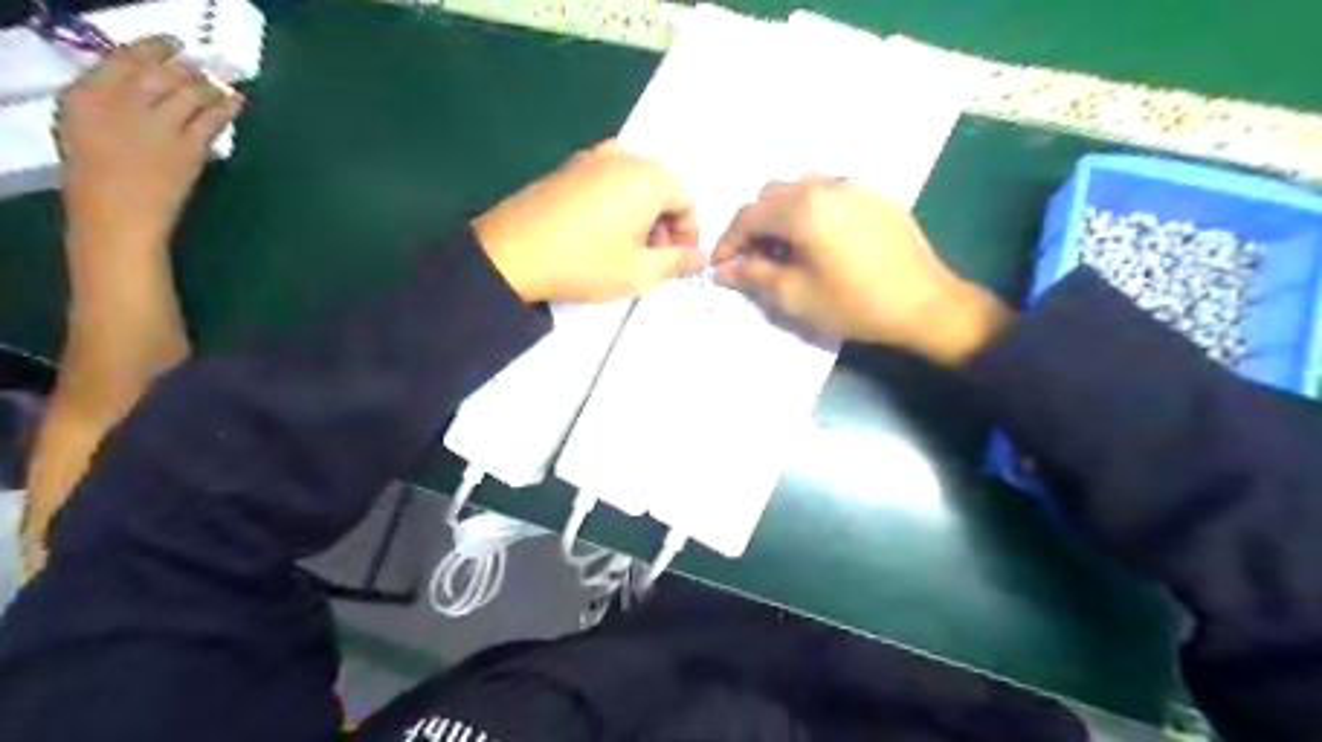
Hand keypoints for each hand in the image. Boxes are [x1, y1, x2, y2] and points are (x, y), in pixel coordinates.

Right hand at [56, 35, 243, 251]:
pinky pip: (212, 120)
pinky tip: (237, 99)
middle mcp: (122, 104)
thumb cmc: (96, 175)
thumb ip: (109, 101)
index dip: (153, 48)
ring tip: (220, 83)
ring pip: (191, 93)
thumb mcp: (83, 125)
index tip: (170, 45)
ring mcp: (159, 126)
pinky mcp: (189, 148)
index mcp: (85, 95)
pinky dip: (227, 107)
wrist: (119, 214)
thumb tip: (141, 84)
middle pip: (163, 73)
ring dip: (209, 85)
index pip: (124, 59)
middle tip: (203, 63)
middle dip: (187, 66)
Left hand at [470, 140, 707, 301]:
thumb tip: (699, 255)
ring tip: (624, 250)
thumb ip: (678, 261)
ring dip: (640, 216)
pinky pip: (607, 182)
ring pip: (634, 185)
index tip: (676, 262)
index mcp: (649, 177)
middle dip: (664, 225)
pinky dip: (616, 206)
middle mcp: (624, 156)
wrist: (511, 253)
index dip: (688, 235)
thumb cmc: (585, 262)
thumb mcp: (640, 271)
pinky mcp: (567, 167)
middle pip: (661, 189)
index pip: (687, 202)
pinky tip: (598, 235)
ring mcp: (591, 157)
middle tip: (651, 259)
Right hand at [713, 178, 1014, 365]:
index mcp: (802, 208)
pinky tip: (819, 240)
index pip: (748, 215)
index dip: (728, 241)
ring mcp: (853, 186)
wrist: (925, 303)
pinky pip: (828, 192)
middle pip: (771, 195)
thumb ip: (754, 276)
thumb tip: (724, 270)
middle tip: (755, 260)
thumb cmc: (855, 304)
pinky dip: (810, 210)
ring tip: (786, 249)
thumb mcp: (796, 296)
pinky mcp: (873, 195)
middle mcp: (825, 185)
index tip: (720, 266)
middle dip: (754, 226)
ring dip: (781, 214)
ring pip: (800, 189)